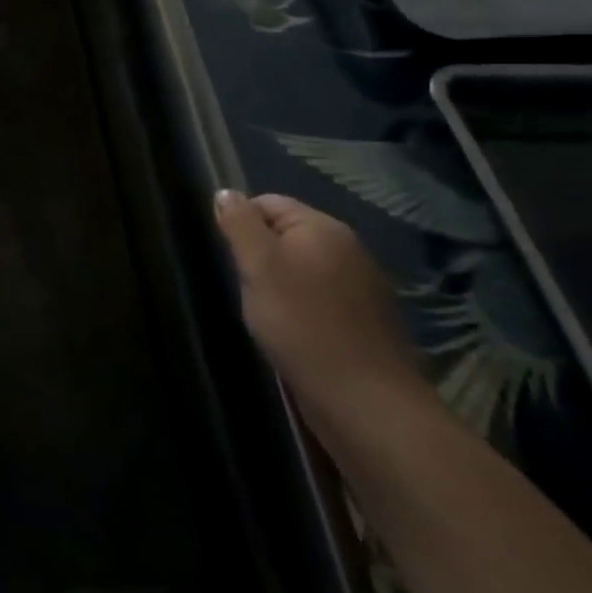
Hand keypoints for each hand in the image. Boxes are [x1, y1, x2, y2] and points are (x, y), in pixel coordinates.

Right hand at [214, 190, 434, 445]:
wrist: (364, 400)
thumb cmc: (302, 324)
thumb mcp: (258, 267)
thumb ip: (240, 225)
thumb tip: (226, 192)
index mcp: (323, 228)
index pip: (268, 203)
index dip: (241, 225)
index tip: (230, 259)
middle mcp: (348, 248)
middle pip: (286, 235)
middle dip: (260, 257)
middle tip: (246, 288)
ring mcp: (362, 286)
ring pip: (302, 269)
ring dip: (279, 285)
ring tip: (266, 315)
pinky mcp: (366, 321)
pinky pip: (320, 298)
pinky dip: (301, 309)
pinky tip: (293, 334)